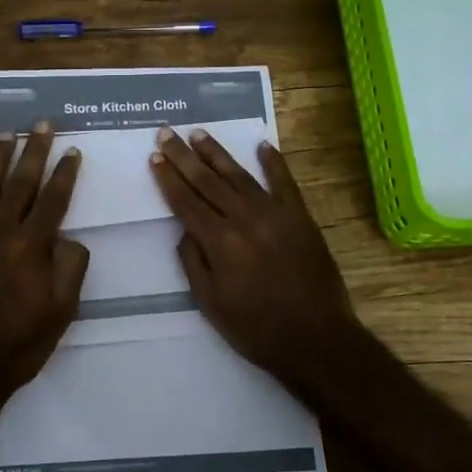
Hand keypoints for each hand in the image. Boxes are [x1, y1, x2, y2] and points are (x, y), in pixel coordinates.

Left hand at [0, 125, 88, 426]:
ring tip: (5, 135)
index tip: (72, 150)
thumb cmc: (17, 344)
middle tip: (41, 125)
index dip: (64, 173)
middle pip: (19, 182)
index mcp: (31, 246)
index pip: (53, 199)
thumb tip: (68, 236)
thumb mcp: (62, 312)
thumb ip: (71, 268)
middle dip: (33, 151)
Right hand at [149, 127, 363, 377]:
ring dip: (218, 153)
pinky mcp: (301, 217)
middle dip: (184, 156)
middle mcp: (245, 219)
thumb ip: (194, 262)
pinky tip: (262, 145)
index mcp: (220, 242)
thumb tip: (186, 230)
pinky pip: (285, 183)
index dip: (168, 179)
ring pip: (240, 175)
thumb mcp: (211, 303)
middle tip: (167, 133)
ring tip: (200, 133)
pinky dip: (274, 163)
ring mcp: (276, 214)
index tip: (155, 157)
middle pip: (208, 181)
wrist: (316, 339)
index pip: (186, 202)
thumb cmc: (256, 328)